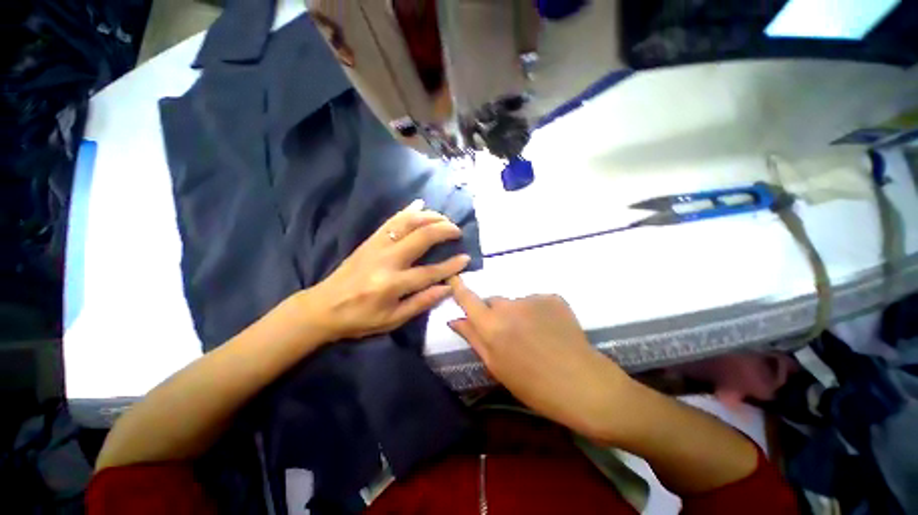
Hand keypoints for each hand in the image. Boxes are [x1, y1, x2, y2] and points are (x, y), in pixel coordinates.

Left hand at [305, 200, 470, 340]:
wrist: (323, 307)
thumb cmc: (360, 318)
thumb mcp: (392, 320)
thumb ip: (421, 302)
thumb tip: (447, 288)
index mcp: (392, 284)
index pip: (430, 271)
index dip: (451, 265)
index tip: (466, 258)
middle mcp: (387, 260)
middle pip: (422, 237)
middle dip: (444, 230)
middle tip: (457, 231)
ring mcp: (377, 246)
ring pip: (408, 222)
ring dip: (429, 216)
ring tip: (444, 218)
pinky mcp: (370, 240)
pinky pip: (391, 220)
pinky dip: (407, 210)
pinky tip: (419, 204)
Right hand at [448, 276, 632, 437]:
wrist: (582, 384)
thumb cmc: (533, 385)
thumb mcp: (496, 366)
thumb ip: (473, 338)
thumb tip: (456, 320)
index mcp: (492, 326)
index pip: (468, 299)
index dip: (459, 287)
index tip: (454, 278)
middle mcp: (509, 306)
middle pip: (494, 301)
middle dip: (495, 313)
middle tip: (508, 334)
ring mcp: (533, 298)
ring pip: (516, 303)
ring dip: (518, 314)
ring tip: (534, 336)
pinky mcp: (552, 297)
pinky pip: (536, 302)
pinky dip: (537, 312)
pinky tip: (550, 330)